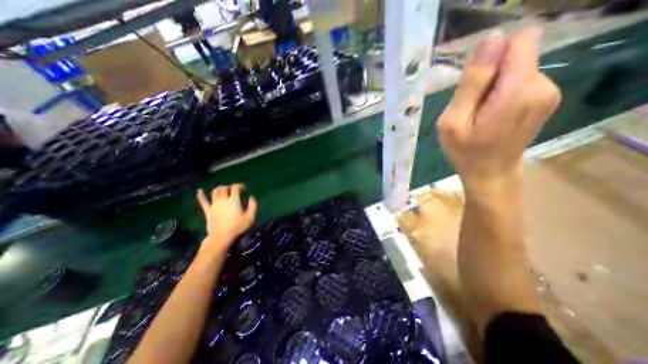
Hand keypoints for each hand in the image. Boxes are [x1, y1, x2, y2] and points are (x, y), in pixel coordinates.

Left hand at [196, 185, 256, 247]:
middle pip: (224, 188)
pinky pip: (203, 201)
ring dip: (220, 189)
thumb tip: (252, 197)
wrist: (221, 236)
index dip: (240, 186)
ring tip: (224, 190)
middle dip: (230, 187)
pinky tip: (199, 191)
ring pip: (215, 192)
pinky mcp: (208, 210)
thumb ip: (253, 205)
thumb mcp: (250, 217)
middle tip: (234, 190)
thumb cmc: (237, 226)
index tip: (244, 189)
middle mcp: (223, 200)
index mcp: (234, 200)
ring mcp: (214, 205)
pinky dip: (201, 195)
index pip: (235, 188)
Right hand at [437, 29, 559, 197]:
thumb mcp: (454, 121)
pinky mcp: (543, 99)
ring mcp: (547, 92)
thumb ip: (472, 82)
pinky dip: (500, 93)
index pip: (517, 42)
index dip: (490, 58)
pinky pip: (518, 81)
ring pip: (515, 69)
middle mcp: (543, 84)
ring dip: (491, 87)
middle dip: (488, 76)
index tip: (472, 85)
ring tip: (478, 114)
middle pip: (515, 56)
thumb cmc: (465, 151)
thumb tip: (491, 39)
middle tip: (470, 106)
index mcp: (519, 89)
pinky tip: (488, 115)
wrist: (490, 173)